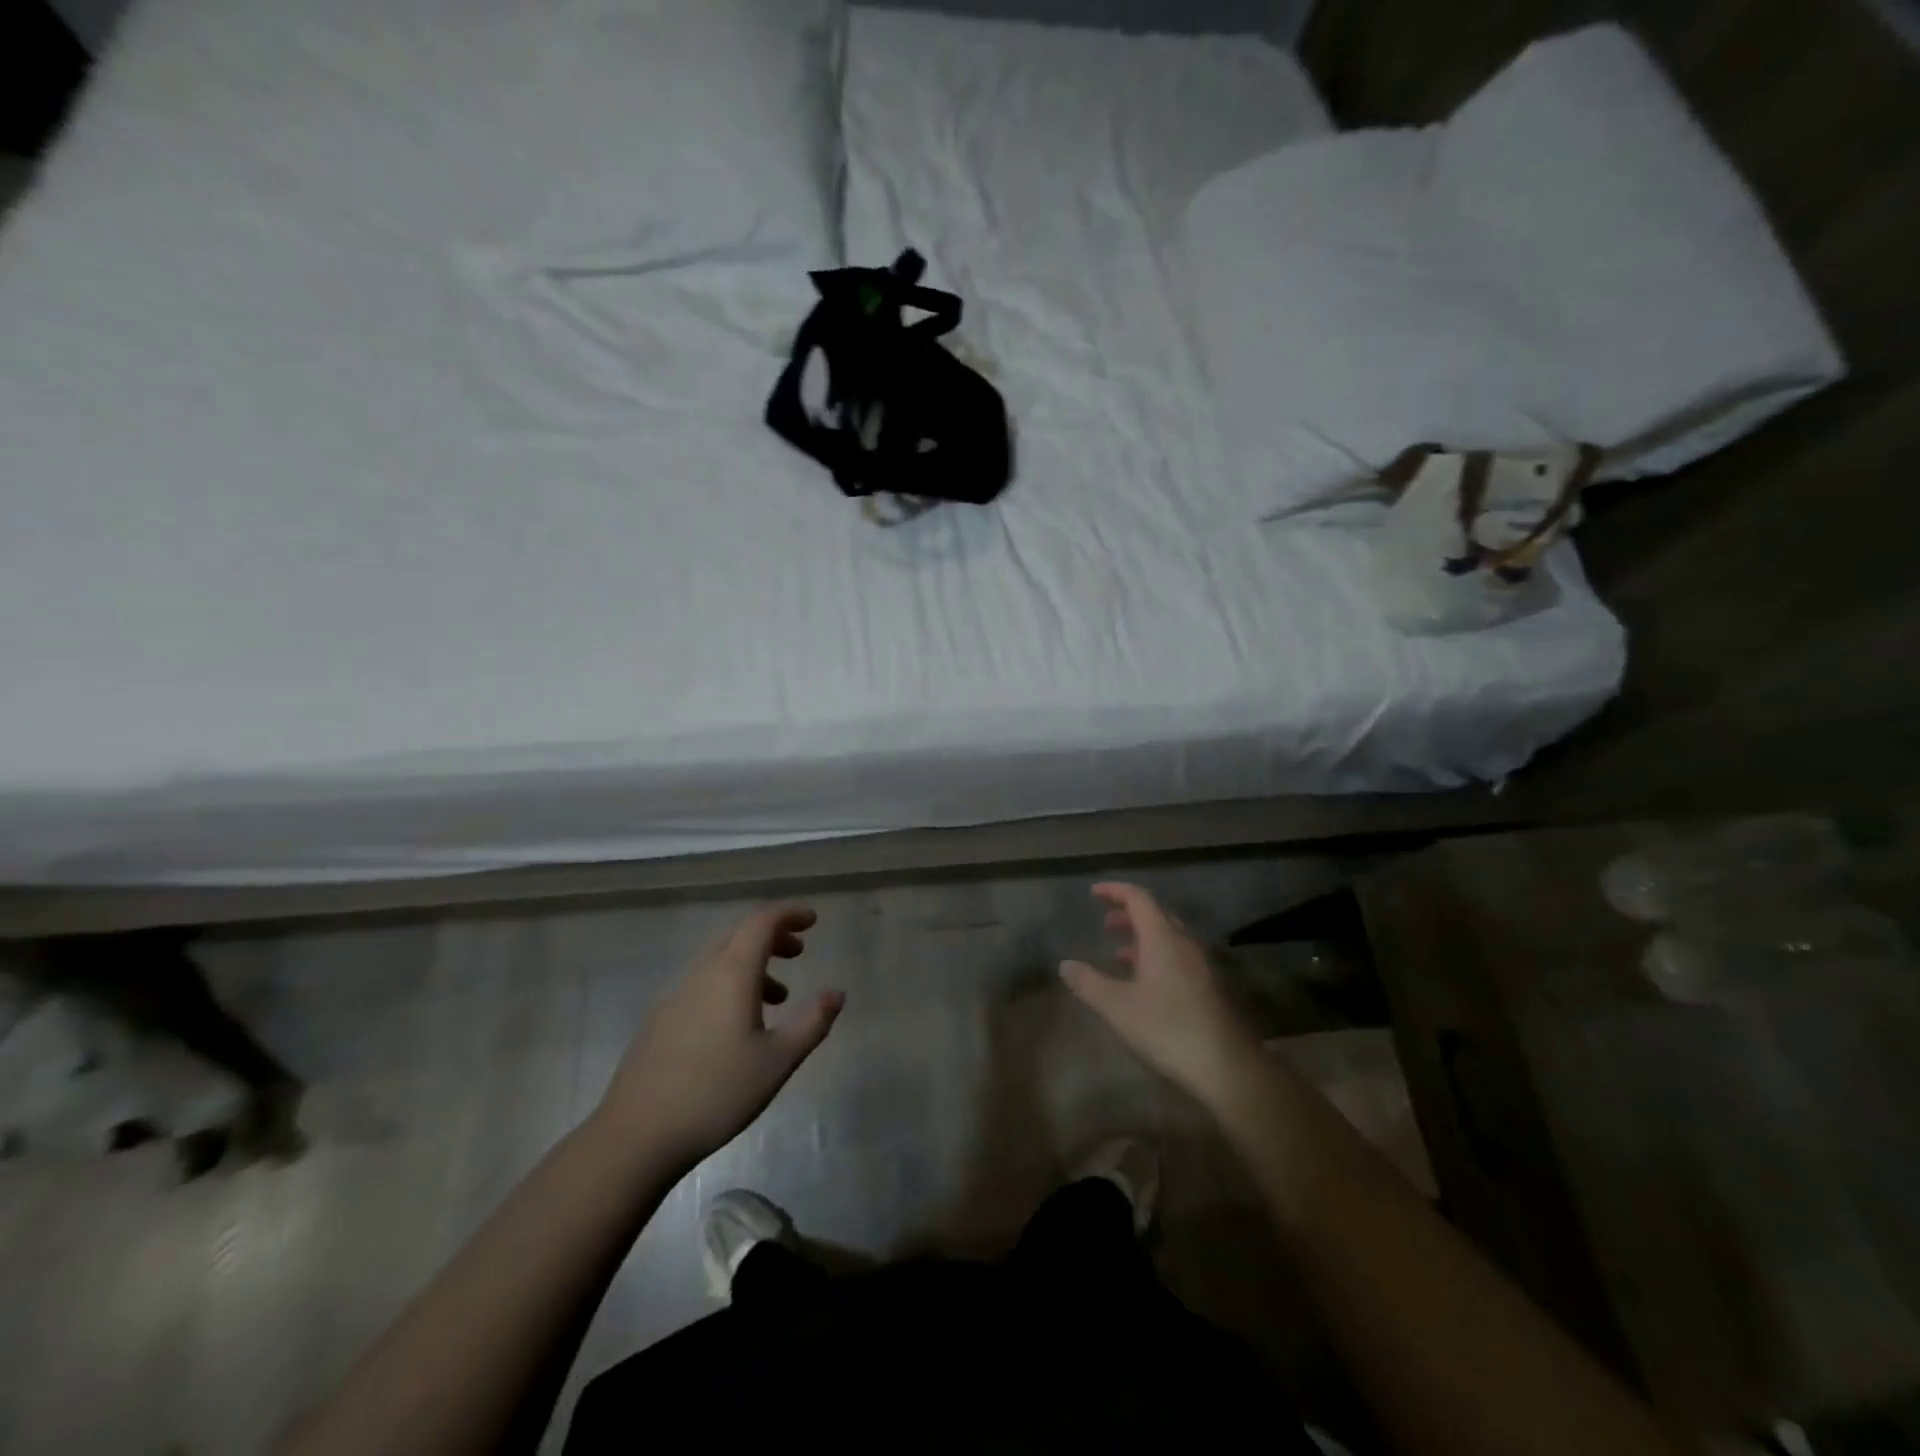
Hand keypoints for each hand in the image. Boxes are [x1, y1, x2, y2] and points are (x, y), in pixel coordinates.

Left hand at [594, 906, 844, 1166]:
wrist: (637, 1135)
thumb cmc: (717, 1092)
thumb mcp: (778, 1061)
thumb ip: (812, 1022)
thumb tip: (836, 993)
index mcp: (732, 973)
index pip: (762, 922)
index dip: (790, 914)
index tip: (813, 920)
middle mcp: (702, 973)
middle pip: (739, 935)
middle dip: (773, 935)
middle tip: (800, 951)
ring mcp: (676, 995)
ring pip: (720, 960)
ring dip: (753, 963)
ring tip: (778, 997)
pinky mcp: (661, 1019)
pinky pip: (703, 983)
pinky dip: (730, 984)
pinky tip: (738, 1025)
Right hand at [1060, 883, 1267, 1111]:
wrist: (1227, 1067)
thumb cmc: (1167, 1028)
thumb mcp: (1117, 1007)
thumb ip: (1089, 983)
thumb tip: (1065, 965)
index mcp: (1162, 937)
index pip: (1138, 898)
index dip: (1115, 891)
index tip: (1093, 893)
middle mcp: (1185, 942)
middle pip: (1156, 914)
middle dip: (1129, 914)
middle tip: (1105, 922)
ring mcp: (1202, 965)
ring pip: (1169, 937)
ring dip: (1143, 938)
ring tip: (1119, 953)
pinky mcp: (1210, 987)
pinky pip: (1179, 957)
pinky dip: (1157, 956)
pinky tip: (1145, 984)